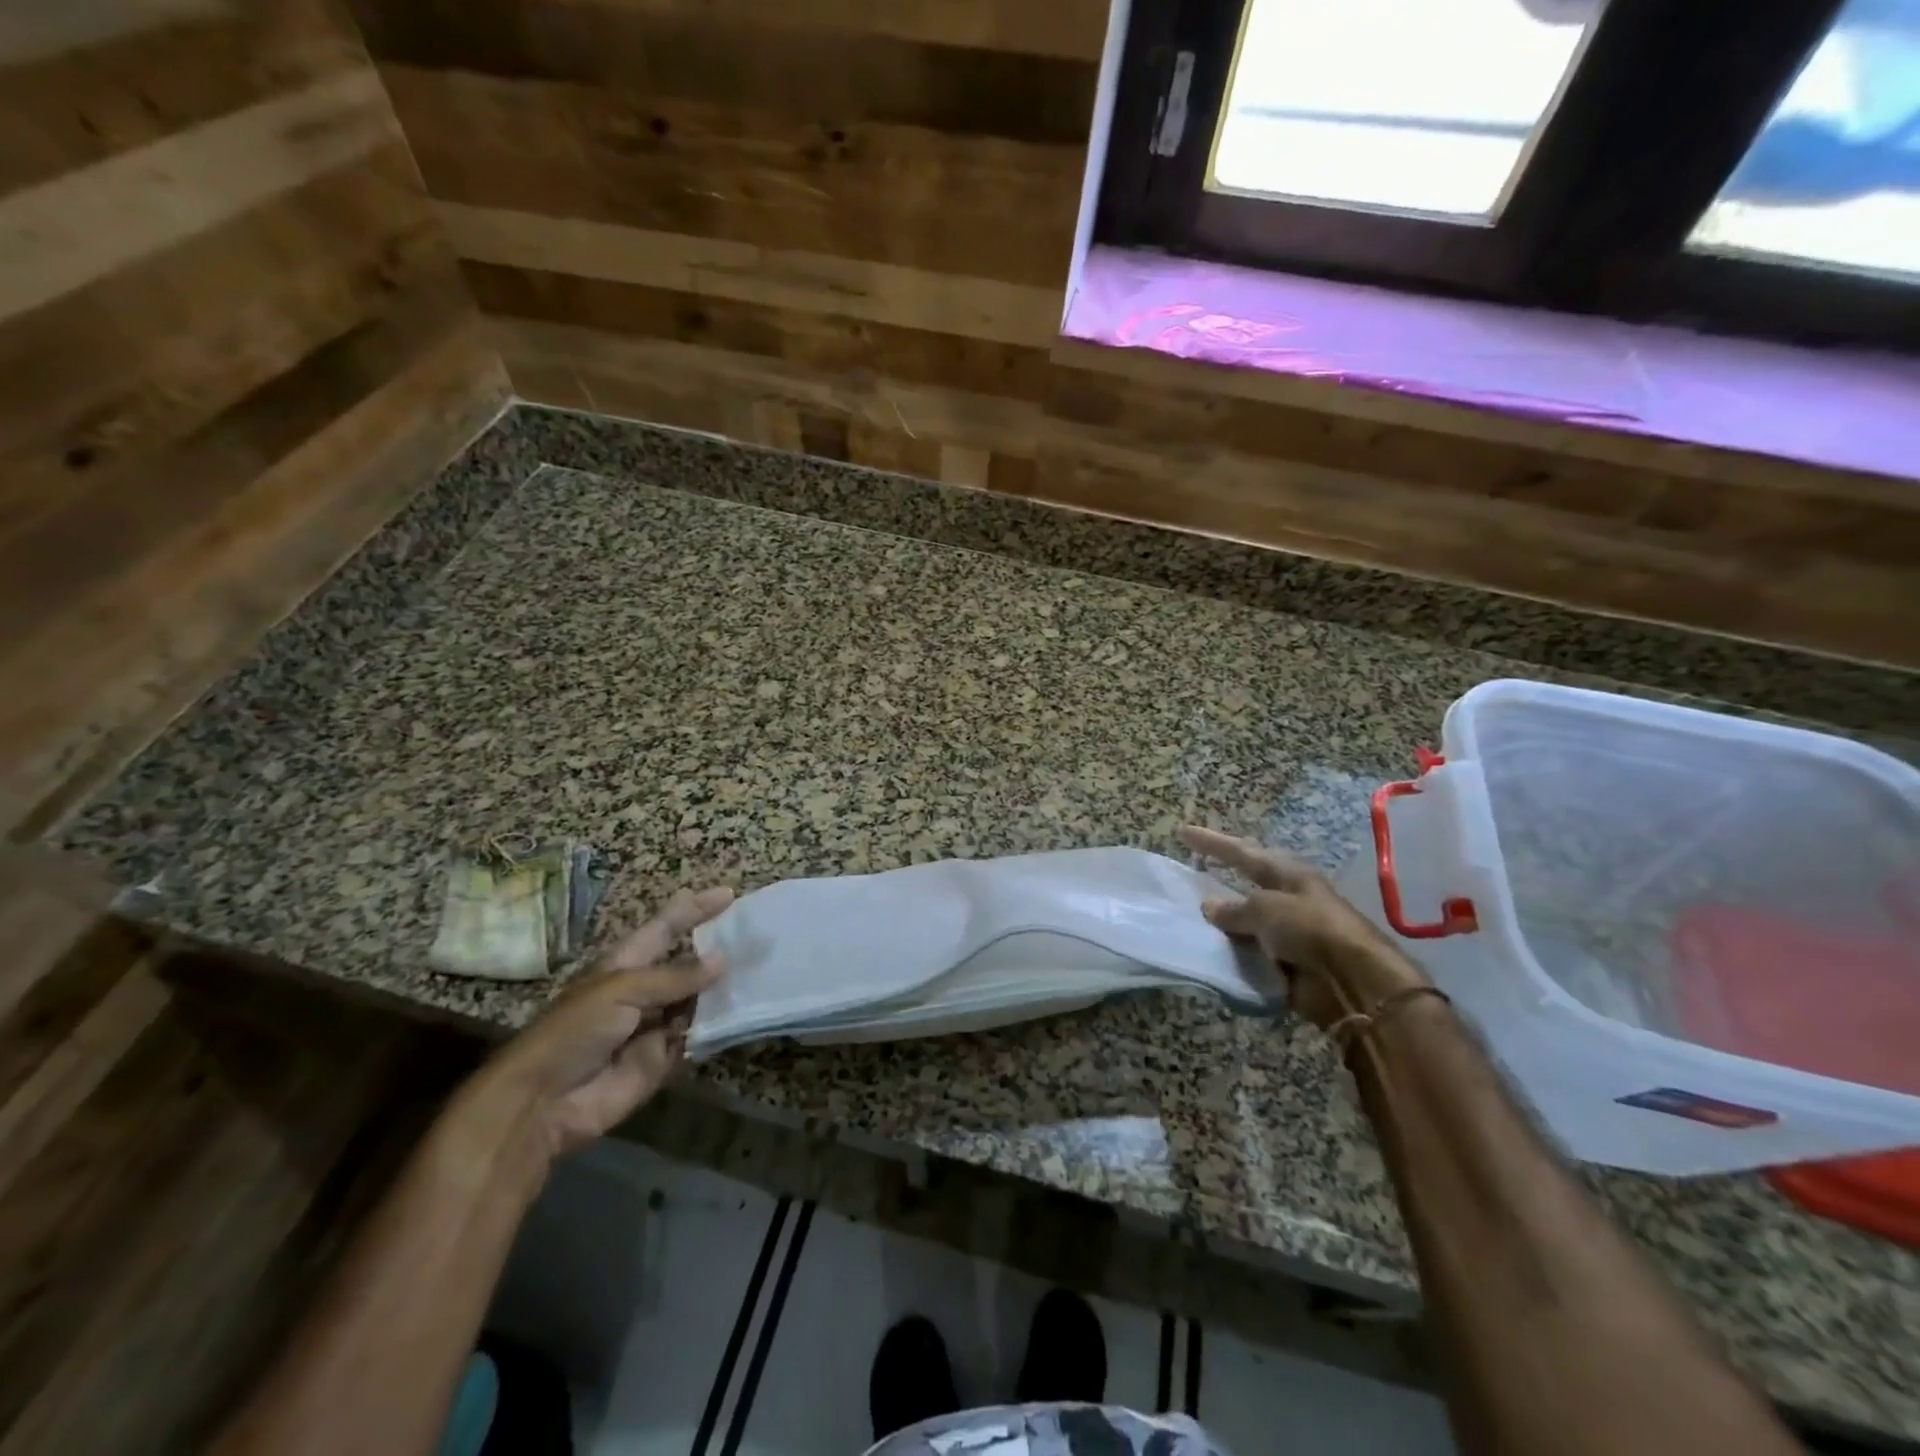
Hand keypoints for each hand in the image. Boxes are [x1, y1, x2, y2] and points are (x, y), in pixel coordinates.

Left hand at [467, 886, 732, 1164]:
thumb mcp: (622, 990)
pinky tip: (749, 1009)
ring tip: (764, 967)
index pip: (665, 927)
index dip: (693, 909)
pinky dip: (720, 1025)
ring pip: (698, 999)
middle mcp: (643, 990)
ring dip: (724, 987)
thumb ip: (675, 976)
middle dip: (718, 948)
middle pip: (687, 963)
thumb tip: (722, 959)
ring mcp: (655, 1025)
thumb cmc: (573, 1031)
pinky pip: (698, 1036)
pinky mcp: (664, 1059)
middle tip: (757, 934)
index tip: (728, 895)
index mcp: (626, 964)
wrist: (543, 1103)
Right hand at [1181, 826, 1428, 1030]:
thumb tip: (1210, 907)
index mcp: (1288, 874)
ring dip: (1225, 917)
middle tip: (1196, 864)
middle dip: (1225, 873)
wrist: (1352, 981)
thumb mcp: (1265, 909)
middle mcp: (1289, 898)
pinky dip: (1232, 950)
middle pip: (1249, 881)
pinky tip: (1209, 950)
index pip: (1243, 852)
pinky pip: (1251, 951)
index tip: (1184, 831)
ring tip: (1190, 912)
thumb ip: (1234, 909)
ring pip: (1248, 918)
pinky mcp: (1287, 962)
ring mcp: (1289, 931)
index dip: (1213, 842)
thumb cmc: (1309, 929)